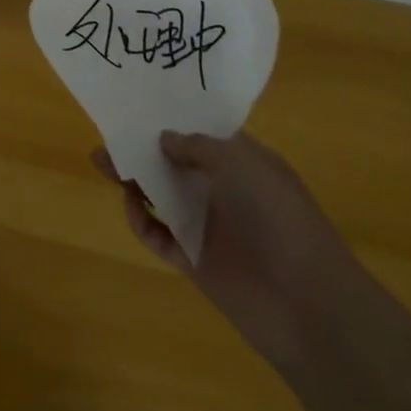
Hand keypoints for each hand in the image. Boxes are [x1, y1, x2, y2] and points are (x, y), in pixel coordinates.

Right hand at [90, 130, 354, 364]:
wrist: (309, 307)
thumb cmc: (278, 218)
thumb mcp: (239, 163)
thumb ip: (196, 146)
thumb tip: (163, 138)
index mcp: (242, 163)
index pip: (201, 134)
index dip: (171, 119)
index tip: (137, 104)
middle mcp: (224, 190)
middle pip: (174, 163)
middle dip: (142, 149)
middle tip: (107, 137)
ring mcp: (209, 227)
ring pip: (162, 197)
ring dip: (134, 182)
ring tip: (101, 164)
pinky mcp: (196, 261)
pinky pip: (160, 236)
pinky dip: (142, 222)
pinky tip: (132, 209)